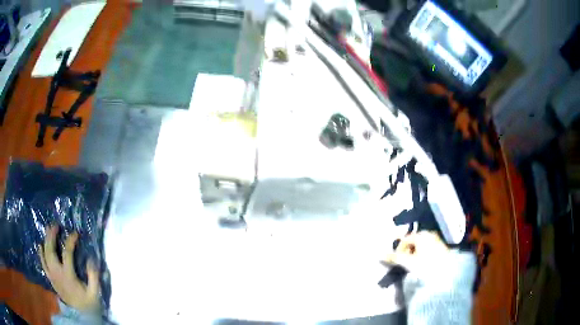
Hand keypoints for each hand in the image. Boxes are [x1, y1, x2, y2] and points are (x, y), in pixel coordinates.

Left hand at [38, 225, 100, 312]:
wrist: (80, 315)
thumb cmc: (88, 303)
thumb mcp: (94, 293)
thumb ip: (93, 277)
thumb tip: (91, 259)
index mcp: (68, 276)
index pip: (67, 253)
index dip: (71, 241)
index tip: (76, 233)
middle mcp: (57, 273)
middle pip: (51, 250)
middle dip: (52, 235)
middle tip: (55, 225)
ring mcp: (52, 275)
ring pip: (45, 254)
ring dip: (46, 240)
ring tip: (48, 230)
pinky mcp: (50, 278)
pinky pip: (43, 263)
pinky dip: (40, 253)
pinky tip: (40, 245)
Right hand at [383, 231, 449, 273]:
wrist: (446, 272)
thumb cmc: (426, 265)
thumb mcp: (408, 263)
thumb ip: (395, 258)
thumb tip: (381, 255)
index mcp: (421, 235)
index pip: (405, 239)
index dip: (399, 250)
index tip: (397, 261)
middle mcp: (430, 233)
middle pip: (413, 241)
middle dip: (407, 251)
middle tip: (405, 263)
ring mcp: (437, 239)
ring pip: (421, 245)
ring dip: (415, 253)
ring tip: (414, 265)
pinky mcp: (442, 246)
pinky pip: (429, 247)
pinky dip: (423, 254)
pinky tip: (423, 263)